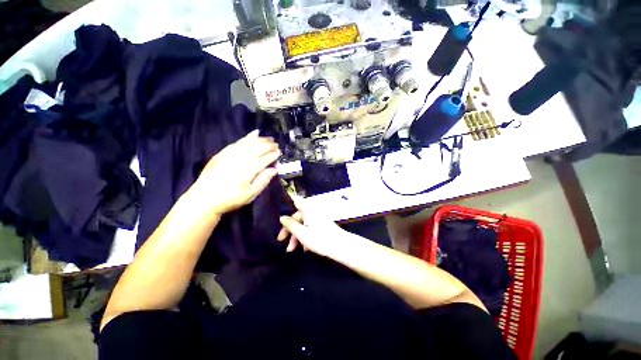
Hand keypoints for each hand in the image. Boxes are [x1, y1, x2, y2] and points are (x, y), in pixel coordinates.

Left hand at [189, 130, 280, 215]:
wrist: (203, 199)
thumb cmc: (230, 199)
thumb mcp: (250, 194)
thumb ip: (263, 181)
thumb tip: (274, 170)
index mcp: (247, 171)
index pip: (263, 159)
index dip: (272, 155)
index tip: (279, 152)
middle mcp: (239, 160)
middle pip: (256, 149)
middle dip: (268, 145)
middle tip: (276, 144)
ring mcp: (229, 155)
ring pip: (248, 143)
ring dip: (260, 140)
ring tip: (268, 138)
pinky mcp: (222, 153)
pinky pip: (237, 142)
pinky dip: (246, 137)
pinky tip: (253, 134)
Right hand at [277, 195, 346, 256]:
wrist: (341, 246)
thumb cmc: (319, 239)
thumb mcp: (301, 233)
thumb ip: (290, 225)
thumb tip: (282, 218)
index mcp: (307, 209)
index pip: (295, 200)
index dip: (287, 201)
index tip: (277, 208)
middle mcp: (312, 211)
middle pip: (297, 216)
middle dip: (289, 229)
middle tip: (281, 240)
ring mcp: (318, 218)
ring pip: (303, 223)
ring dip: (296, 235)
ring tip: (292, 249)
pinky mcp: (322, 225)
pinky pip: (309, 227)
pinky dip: (304, 235)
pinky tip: (303, 248)